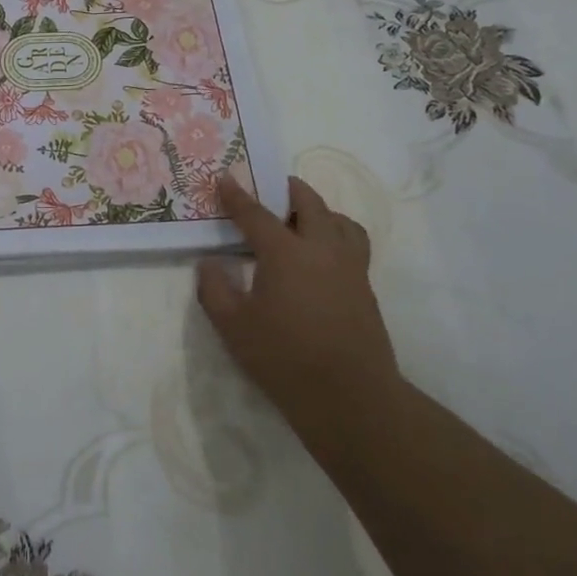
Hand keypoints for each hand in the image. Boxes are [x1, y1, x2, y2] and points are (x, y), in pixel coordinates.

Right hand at [196, 175, 399, 447]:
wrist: (350, 397)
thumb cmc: (284, 358)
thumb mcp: (232, 326)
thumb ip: (214, 288)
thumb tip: (210, 263)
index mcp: (286, 252)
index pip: (256, 214)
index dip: (236, 195)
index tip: (224, 178)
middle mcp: (322, 248)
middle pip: (309, 203)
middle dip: (288, 189)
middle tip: (272, 187)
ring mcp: (350, 267)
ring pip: (340, 221)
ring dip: (320, 211)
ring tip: (302, 220)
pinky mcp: (365, 288)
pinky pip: (353, 244)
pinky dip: (336, 235)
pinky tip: (321, 257)